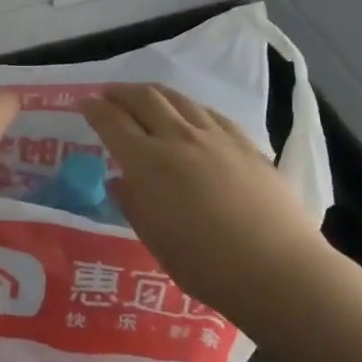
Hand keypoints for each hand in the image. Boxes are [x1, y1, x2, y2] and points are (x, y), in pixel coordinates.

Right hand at [79, 84, 325, 310]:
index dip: (95, 109)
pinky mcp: (244, 143)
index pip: (113, 122)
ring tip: (144, 97)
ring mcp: (215, 137)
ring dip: (153, 93)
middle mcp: (178, 138)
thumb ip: (133, 203)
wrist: (277, 268)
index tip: (84, 102)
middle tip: (108, 95)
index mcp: (148, 163)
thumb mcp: (155, 239)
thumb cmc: (205, 265)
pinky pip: (208, 112)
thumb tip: (120, 180)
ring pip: (178, 99)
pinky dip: (188, 107)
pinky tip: (189, 115)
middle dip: (121, 92)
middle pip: (144, 99)